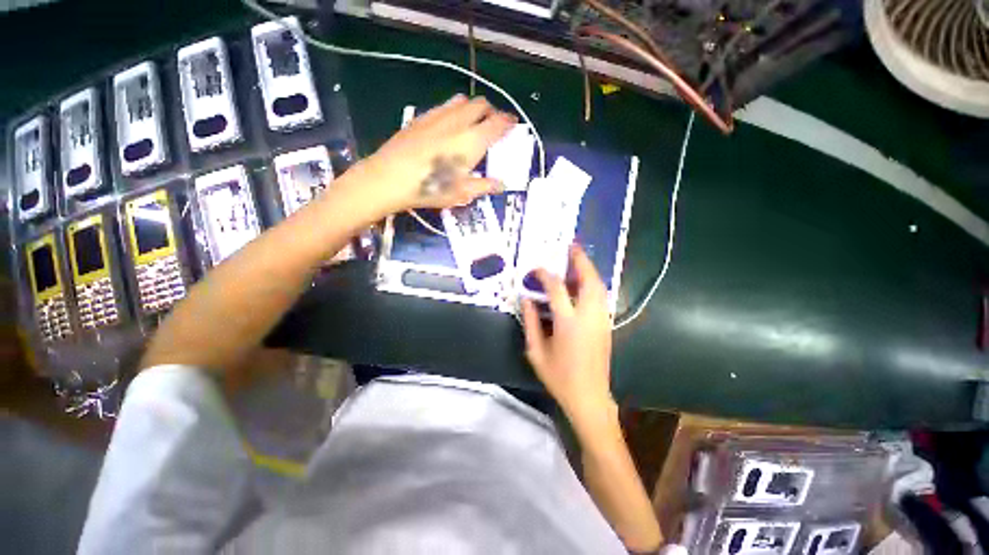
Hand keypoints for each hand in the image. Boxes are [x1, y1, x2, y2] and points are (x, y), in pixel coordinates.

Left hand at [347, 94, 516, 217]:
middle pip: (481, 104)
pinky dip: (454, 110)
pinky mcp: (421, 117)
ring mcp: (438, 116)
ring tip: (472, 123)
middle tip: (492, 125)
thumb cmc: (430, 188)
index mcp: (472, 140)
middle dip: (491, 111)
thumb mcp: (461, 192)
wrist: (389, 177)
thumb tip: (501, 185)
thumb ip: (483, 186)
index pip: (497, 123)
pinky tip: (448, 125)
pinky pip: (443, 106)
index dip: (508, 122)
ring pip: (462, 101)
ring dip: (472, 108)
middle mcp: (458, 122)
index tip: (512, 124)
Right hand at [521, 245, 615, 425]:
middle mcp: (589, 317)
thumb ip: (530, 322)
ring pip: (599, 287)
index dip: (546, 275)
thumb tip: (526, 299)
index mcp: (568, 323)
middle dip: (581, 261)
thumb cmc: (559, 377)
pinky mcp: (607, 325)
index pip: (556, 289)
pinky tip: (583, 283)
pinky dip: (593, 284)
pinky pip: (601, 297)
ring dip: (589, 270)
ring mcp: (601, 320)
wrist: (589, 397)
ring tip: (578, 260)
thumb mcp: (536, 351)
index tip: (536, 270)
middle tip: (572, 247)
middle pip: (589, 280)